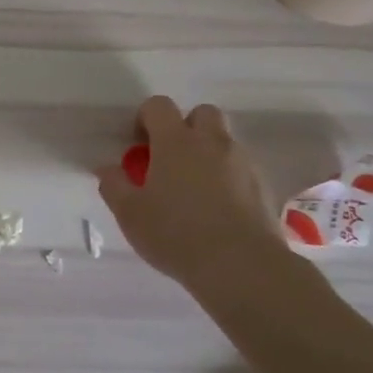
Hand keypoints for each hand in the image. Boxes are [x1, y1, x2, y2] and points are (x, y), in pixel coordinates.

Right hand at [97, 97, 284, 288]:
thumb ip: (114, 185)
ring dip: (208, 153)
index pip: (159, 106)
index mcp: (176, 141)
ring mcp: (242, 163)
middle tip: (170, 159)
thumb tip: (108, 168)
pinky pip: (241, 169)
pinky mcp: (263, 187)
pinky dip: (228, 177)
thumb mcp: (130, 213)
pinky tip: (217, 209)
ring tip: (194, 189)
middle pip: (202, 113)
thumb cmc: (176, 234)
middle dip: (185, 127)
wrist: (241, 266)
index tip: (138, 145)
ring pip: (224, 141)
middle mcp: (212, 143)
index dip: (145, 118)